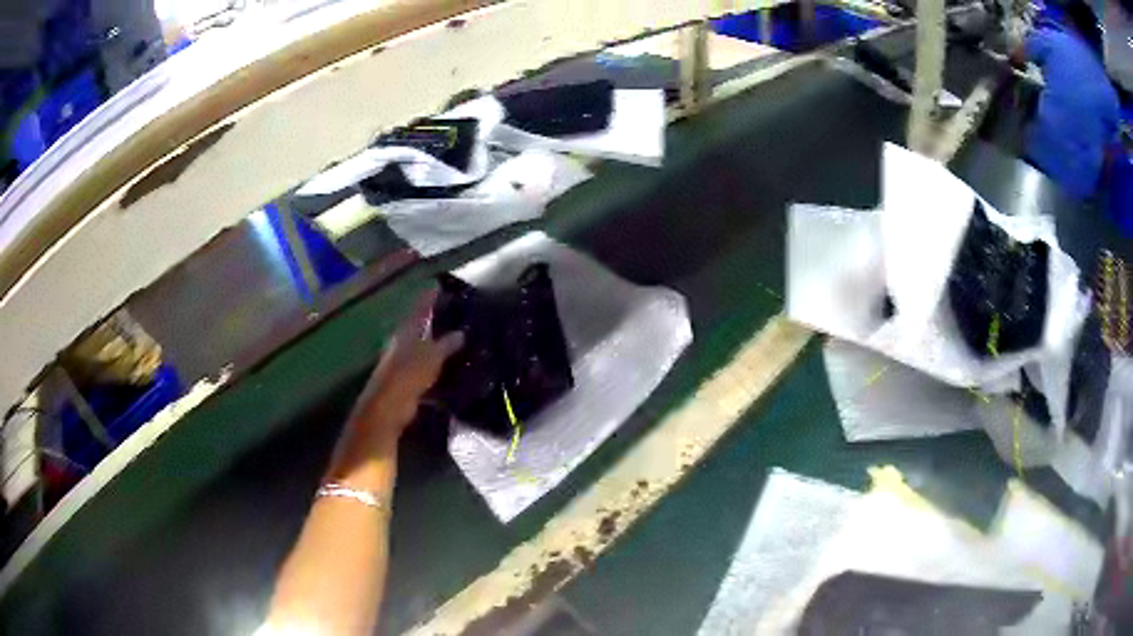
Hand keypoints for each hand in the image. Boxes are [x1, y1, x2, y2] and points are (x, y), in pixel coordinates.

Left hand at [348, 288, 463, 448]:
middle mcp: (401, 343)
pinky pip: (424, 368)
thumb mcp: (432, 356)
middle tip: (452, 314)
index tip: (438, 285)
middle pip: (418, 327)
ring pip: (421, 348)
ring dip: (435, 345)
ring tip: (456, 341)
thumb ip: (447, 344)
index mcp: (406, 331)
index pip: (419, 308)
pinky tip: (449, 368)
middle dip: (432, 321)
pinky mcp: (405, 381)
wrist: (389, 405)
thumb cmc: (408, 373)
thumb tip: (461, 333)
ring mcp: (401, 363)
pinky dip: (435, 366)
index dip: (428, 298)